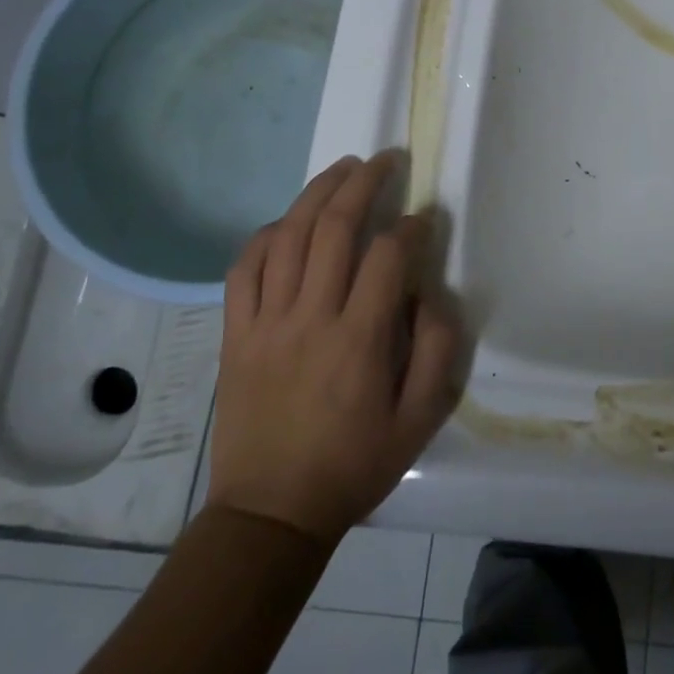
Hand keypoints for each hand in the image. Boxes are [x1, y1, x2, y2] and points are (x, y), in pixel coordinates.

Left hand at [206, 151, 464, 545]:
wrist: (271, 514)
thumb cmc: (354, 465)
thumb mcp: (420, 419)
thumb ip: (438, 350)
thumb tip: (432, 292)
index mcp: (359, 340)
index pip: (388, 256)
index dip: (411, 226)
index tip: (424, 218)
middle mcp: (310, 319)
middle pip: (333, 228)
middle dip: (364, 183)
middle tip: (386, 160)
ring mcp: (265, 323)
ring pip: (287, 236)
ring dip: (316, 193)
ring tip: (342, 168)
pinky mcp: (235, 334)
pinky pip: (243, 269)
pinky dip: (265, 235)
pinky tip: (287, 221)